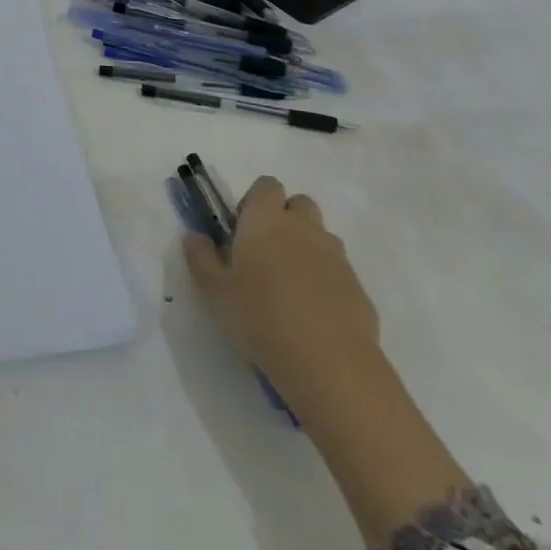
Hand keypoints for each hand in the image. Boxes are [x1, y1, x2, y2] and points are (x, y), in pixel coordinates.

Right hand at [183, 178, 378, 399]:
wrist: (329, 364)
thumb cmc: (260, 317)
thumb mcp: (215, 291)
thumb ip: (200, 258)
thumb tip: (193, 236)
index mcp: (266, 219)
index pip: (266, 185)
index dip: (255, 201)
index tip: (243, 230)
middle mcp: (303, 227)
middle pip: (299, 204)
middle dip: (285, 219)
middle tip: (266, 253)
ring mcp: (335, 256)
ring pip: (321, 236)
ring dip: (307, 248)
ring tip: (290, 285)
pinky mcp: (358, 287)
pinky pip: (338, 271)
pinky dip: (326, 280)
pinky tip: (314, 313)